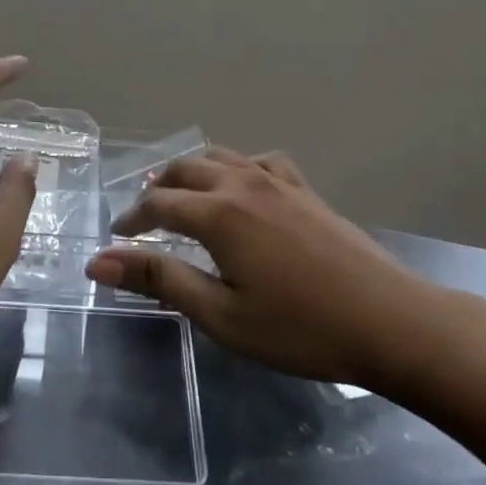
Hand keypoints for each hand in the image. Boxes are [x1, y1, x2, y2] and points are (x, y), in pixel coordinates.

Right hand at [88, 148, 433, 389]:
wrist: (388, 320)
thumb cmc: (299, 328)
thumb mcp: (221, 314)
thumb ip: (160, 281)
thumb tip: (98, 261)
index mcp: (218, 214)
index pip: (158, 204)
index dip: (132, 220)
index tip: (117, 239)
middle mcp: (243, 184)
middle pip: (185, 169)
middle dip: (157, 189)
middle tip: (143, 219)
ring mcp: (278, 182)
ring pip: (220, 156)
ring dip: (192, 172)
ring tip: (181, 196)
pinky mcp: (305, 190)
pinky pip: (260, 161)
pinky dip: (236, 166)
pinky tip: (241, 186)